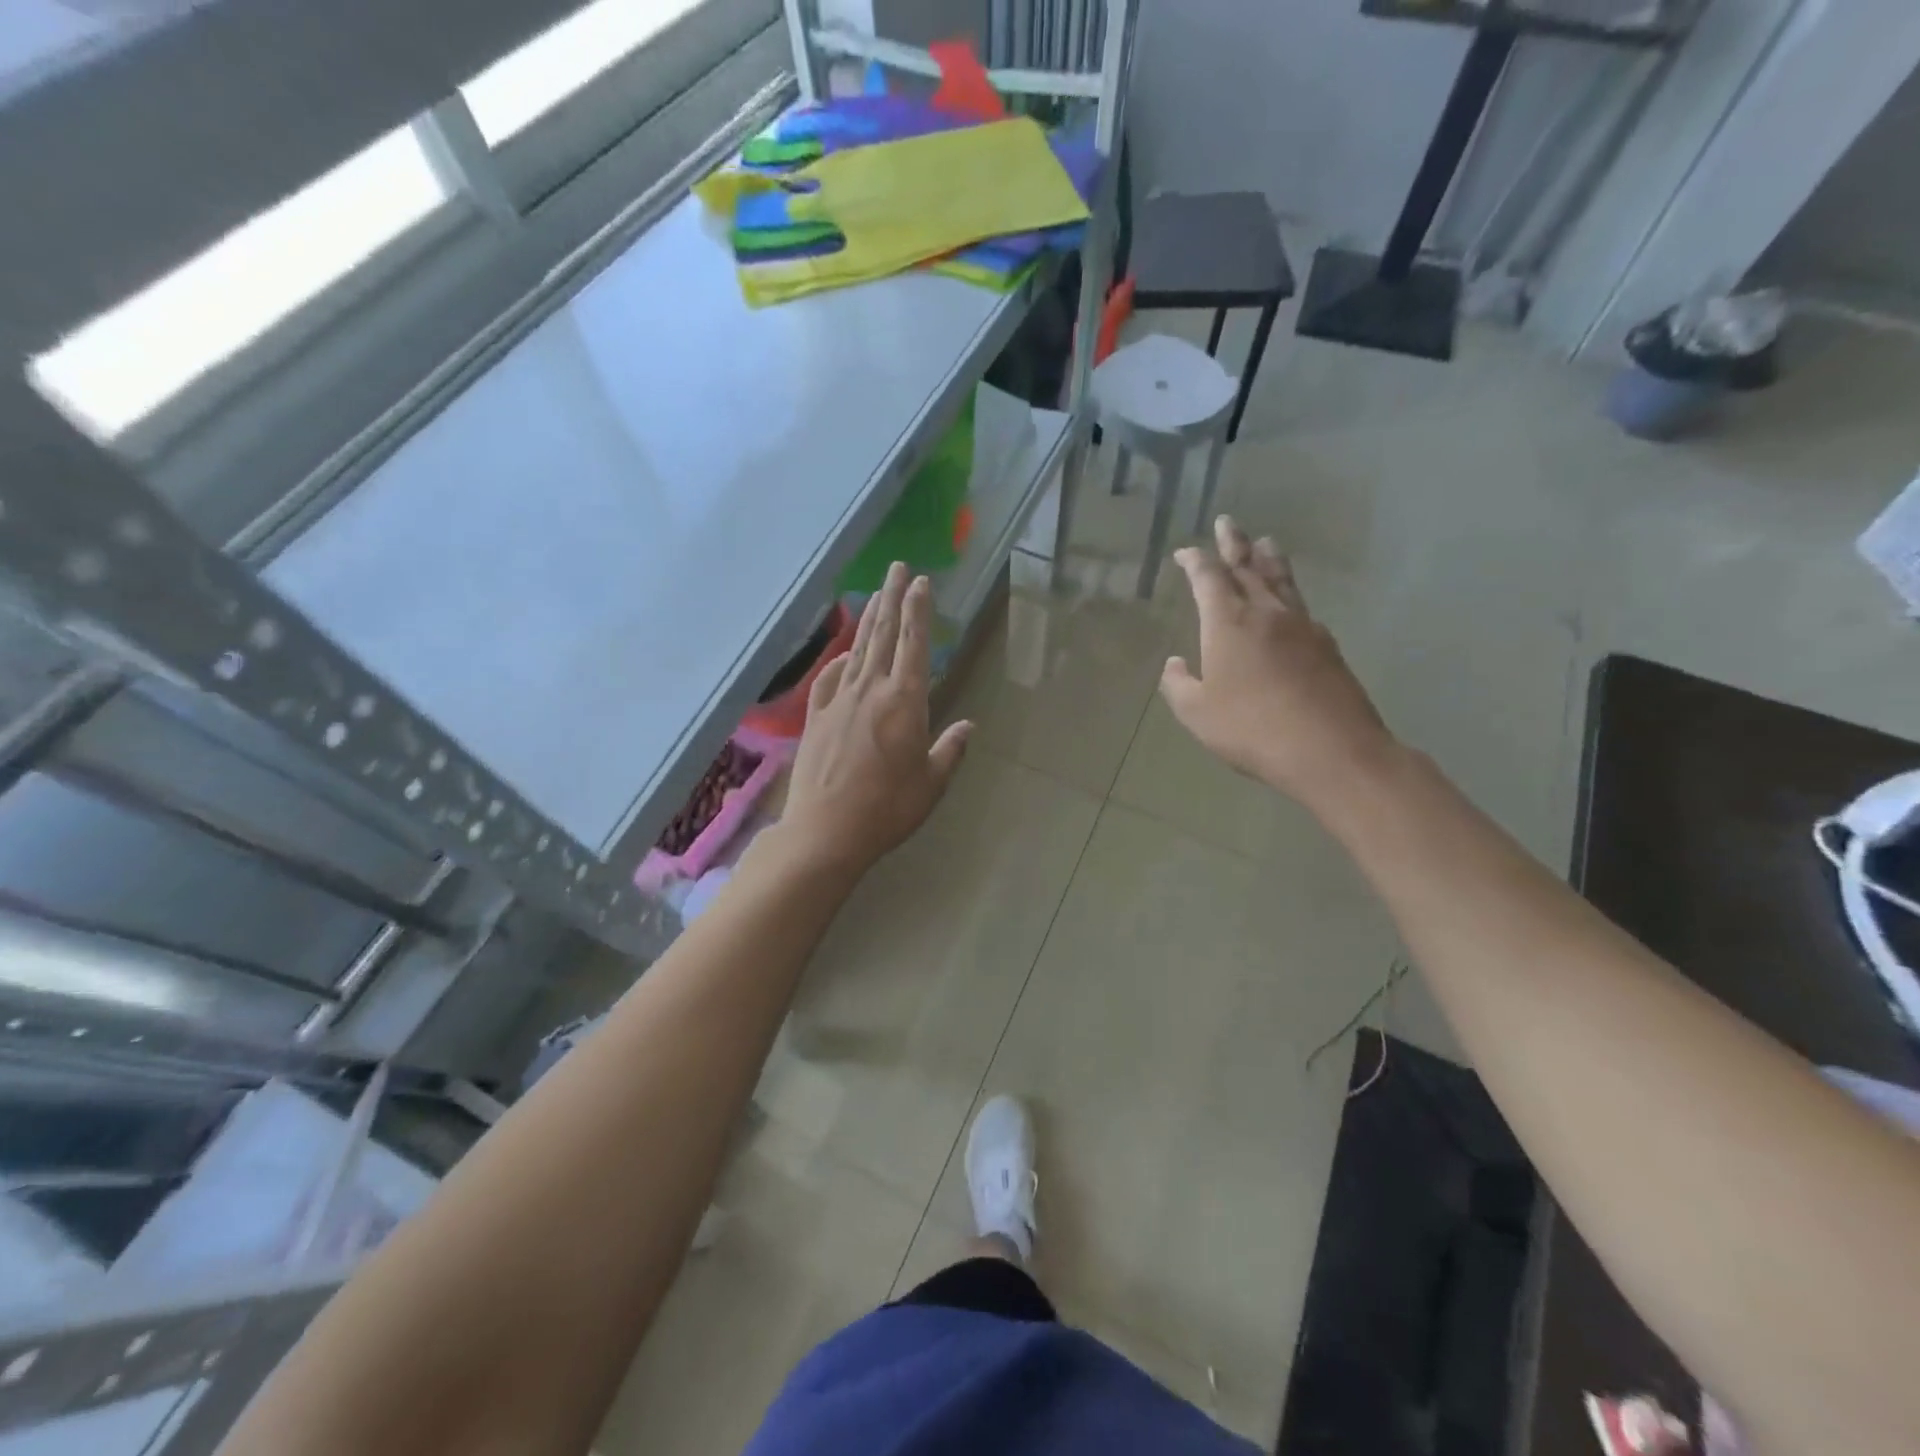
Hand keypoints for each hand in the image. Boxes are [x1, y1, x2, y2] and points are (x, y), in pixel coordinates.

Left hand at [780, 562, 971, 875]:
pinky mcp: (816, 718)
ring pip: (857, 651)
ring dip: (869, 620)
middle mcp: (870, 692)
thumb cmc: (887, 809)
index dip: (918, 611)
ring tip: (876, 595)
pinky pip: (829, 679)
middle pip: (883, 636)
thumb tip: (968, 726)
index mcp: (904, 703)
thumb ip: (950, 750)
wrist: (826, 831)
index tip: (921, 582)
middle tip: (898, 568)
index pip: (913, 645)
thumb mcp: (931, 784)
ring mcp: (839, 702)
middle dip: (893, 598)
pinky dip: (839, 661)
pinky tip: (845, 656)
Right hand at [1161, 516, 1395, 814]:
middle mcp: (1266, 612)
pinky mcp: (1327, 645)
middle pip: (1249, 566)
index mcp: (1228, 622)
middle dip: (1234, 544)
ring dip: (1269, 558)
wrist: (1330, 749)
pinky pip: (1301, 605)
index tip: (1185, 552)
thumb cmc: (1251, 729)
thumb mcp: (1197, 713)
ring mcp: (1303, 625)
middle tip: (1228, 522)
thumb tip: (1175, 664)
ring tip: (1266, 542)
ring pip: (1282, 580)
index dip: (1195, 561)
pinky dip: (1288, 593)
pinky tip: (1289, 602)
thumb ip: (1179, 685)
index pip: (1209, 578)